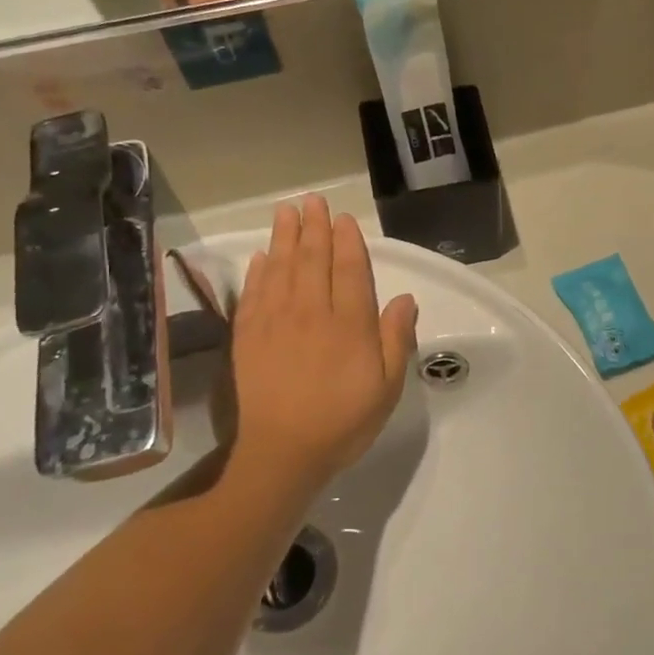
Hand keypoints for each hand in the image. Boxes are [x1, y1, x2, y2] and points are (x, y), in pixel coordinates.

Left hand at [225, 197, 418, 495]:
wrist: (282, 453)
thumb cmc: (344, 421)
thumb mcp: (387, 387)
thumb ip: (396, 339)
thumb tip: (405, 298)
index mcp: (349, 324)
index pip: (349, 270)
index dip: (347, 241)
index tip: (343, 219)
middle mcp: (311, 313)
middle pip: (313, 260)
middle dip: (314, 227)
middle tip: (311, 201)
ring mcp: (275, 322)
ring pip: (281, 268)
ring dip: (284, 237)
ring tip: (286, 212)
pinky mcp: (248, 337)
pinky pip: (253, 293)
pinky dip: (257, 271)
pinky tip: (261, 256)